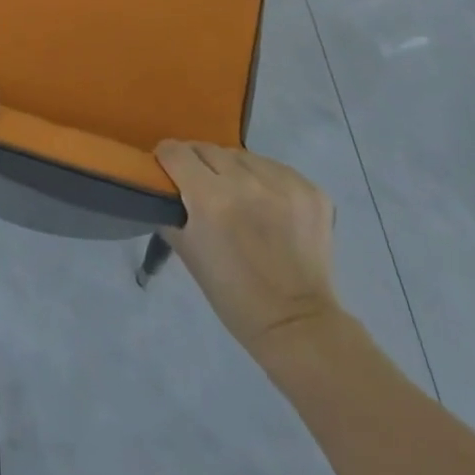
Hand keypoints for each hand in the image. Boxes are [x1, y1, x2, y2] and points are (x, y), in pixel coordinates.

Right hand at [156, 142, 339, 353]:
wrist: (296, 324)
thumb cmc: (233, 295)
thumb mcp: (187, 251)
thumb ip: (171, 209)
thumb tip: (163, 183)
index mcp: (210, 198)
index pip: (175, 152)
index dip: (167, 159)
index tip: (168, 170)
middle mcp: (246, 182)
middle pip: (208, 149)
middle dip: (199, 165)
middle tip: (203, 188)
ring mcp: (283, 184)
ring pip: (242, 156)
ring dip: (234, 171)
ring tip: (240, 197)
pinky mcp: (310, 190)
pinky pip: (274, 168)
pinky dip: (266, 181)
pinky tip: (269, 205)